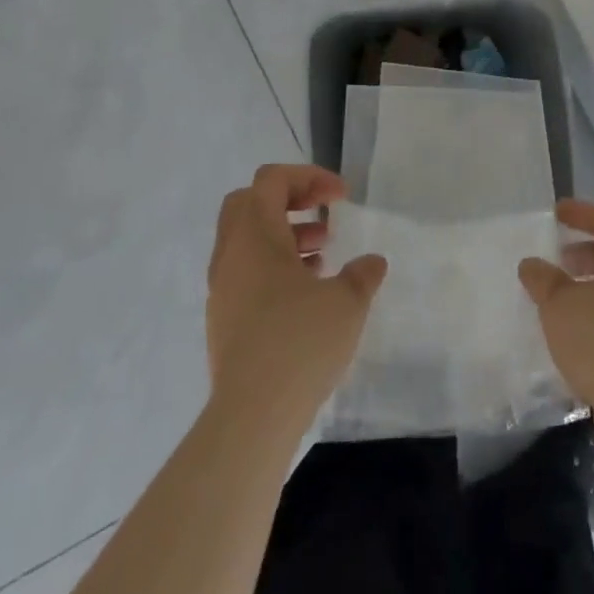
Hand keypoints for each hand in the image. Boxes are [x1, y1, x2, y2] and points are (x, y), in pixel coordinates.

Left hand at [206, 164, 387, 430]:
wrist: (251, 417)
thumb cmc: (299, 343)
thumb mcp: (346, 303)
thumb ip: (362, 274)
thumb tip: (372, 263)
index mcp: (255, 235)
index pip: (272, 179)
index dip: (309, 177)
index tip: (341, 198)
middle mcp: (230, 254)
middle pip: (250, 202)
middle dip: (290, 200)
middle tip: (323, 214)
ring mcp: (222, 288)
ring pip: (247, 240)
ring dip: (284, 235)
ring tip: (323, 253)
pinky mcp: (223, 319)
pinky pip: (246, 272)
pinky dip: (274, 266)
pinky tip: (306, 292)